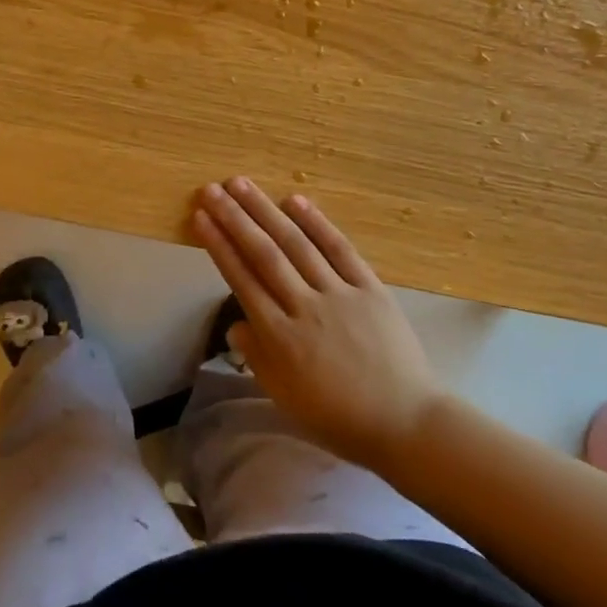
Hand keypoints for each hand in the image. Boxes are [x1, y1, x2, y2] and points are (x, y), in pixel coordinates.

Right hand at [191, 177, 445, 470]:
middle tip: (211, 189)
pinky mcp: (370, 288)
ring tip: (241, 184)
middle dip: (234, 218)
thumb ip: (257, 357)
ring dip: (266, 211)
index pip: (242, 280)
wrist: (405, 422)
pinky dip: (317, 223)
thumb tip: (236, 323)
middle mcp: (305, 308)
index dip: (219, 246)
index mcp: (281, 338)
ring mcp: (340, 294)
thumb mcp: (285, 398)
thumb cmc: (338, 417)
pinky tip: (295, 200)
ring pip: (296, 244)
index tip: (200, 217)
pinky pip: (340, 249)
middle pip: (264, 254)